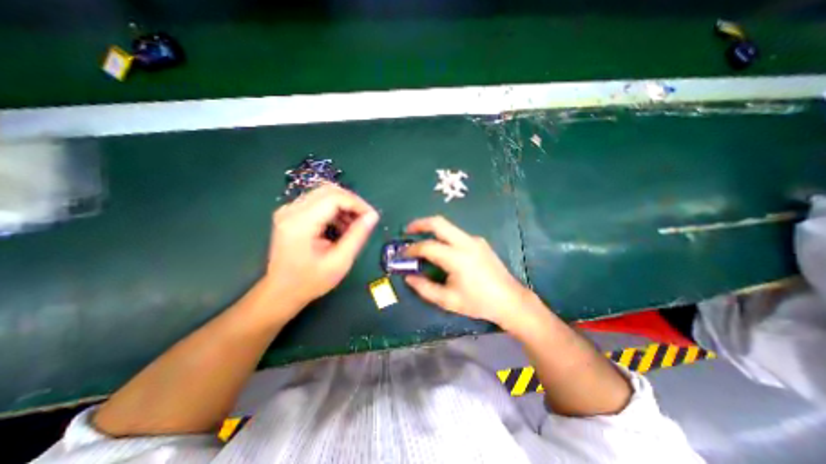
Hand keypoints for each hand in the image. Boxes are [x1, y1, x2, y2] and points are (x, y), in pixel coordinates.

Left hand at [265, 185, 380, 314]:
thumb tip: (373, 216)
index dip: (357, 203)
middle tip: (365, 220)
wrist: (281, 291)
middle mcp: (291, 210)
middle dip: (352, 202)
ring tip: (354, 227)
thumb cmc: (310, 281)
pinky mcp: (291, 213)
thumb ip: (357, 236)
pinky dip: (335, 210)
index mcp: (300, 223)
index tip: (372, 217)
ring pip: (325, 194)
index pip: (334, 197)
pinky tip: (341, 226)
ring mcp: (289, 210)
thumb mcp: (339, 262)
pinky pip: (319, 202)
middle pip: (329, 190)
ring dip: (344, 206)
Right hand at [403, 215, 531, 331]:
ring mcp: (474, 240)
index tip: (402, 254)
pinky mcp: (480, 242)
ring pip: (448, 226)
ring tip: (421, 239)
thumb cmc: (478, 302)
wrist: (510, 300)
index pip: (427, 246)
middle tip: (407, 230)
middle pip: (438, 222)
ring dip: (432, 229)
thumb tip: (408, 277)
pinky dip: (444, 236)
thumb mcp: (448, 300)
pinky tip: (443, 250)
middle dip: (419, 223)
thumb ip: (424, 288)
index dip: (411, 249)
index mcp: (456, 258)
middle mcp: (466, 243)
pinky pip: (457, 234)